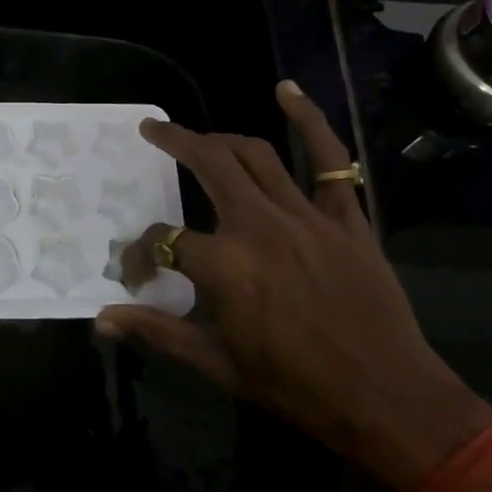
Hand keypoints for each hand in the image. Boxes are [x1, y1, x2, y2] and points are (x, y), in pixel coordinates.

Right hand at [98, 81, 491, 491]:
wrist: (389, 400)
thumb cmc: (297, 388)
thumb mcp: (219, 365)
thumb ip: (158, 333)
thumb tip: (102, 320)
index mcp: (226, 266)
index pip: (163, 239)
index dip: (140, 253)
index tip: (136, 271)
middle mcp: (260, 226)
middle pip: (208, 164)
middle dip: (174, 142)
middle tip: (152, 131)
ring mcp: (307, 216)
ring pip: (255, 155)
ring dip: (221, 138)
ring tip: (198, 137)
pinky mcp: (346, 217)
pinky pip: (330, 158)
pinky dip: (309, 120)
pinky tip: (286, 91)